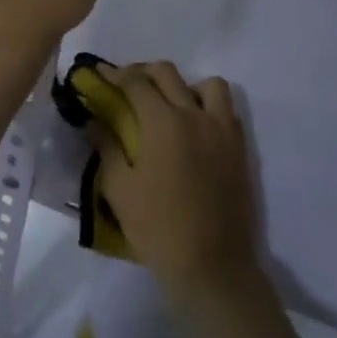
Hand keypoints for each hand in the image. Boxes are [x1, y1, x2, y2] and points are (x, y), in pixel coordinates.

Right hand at [94, 62, 260, 302]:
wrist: (211, 265)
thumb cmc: (158, 229)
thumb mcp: (120, 190)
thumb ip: (108, 148)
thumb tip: (97, 121)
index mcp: (163, 122)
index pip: (136, 83)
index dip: (115, 74)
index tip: (101, 73)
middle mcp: (195, 115)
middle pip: (168, 73)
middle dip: (144, 72)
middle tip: (128, 85)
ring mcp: (222, 129)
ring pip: (208, 84)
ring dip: (186, 86)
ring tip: (171, 104)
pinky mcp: (239, 147)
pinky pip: (226, 110)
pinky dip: (209, 106)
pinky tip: (196, 127)